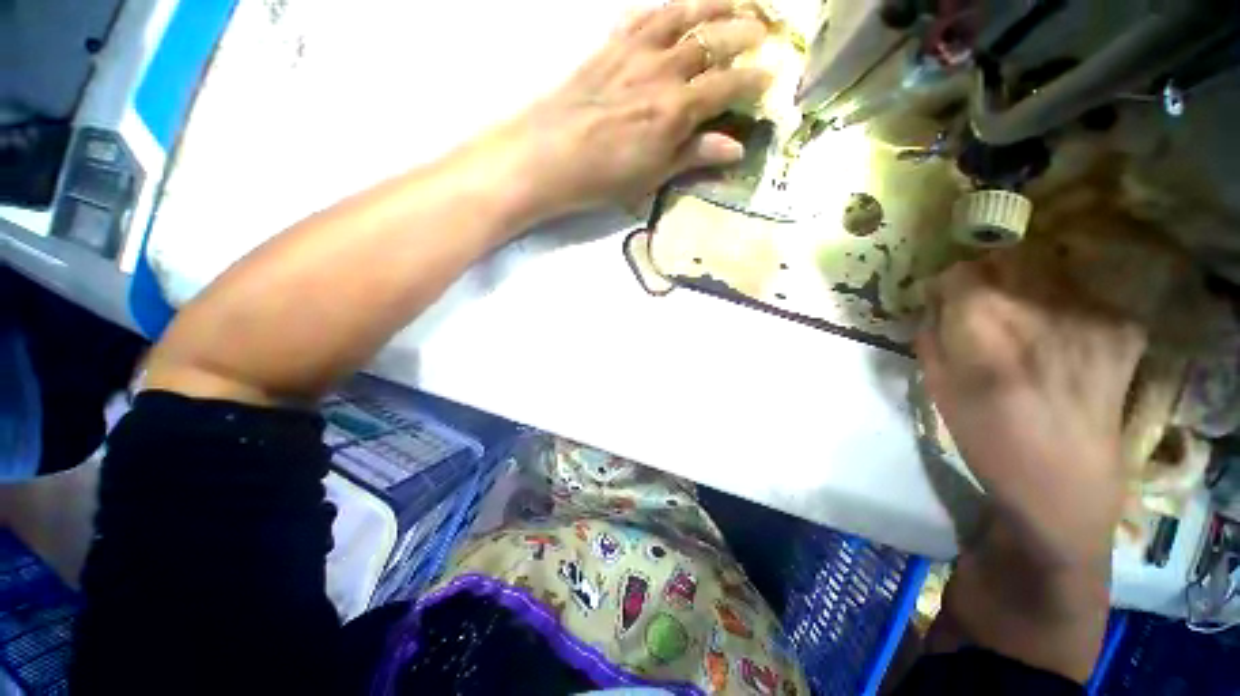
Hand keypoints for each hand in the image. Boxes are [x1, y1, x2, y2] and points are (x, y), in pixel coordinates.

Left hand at [473, 0, 771, 224]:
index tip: (771, 76)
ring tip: (734, 1)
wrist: (549, 156)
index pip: (728, 85)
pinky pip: (645, 15)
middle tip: (763, 30)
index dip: (753, 80)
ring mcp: (636, 52)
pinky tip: (676, 7)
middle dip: (743, 33)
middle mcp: (663, 70)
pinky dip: (667, 8)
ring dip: (713, 6)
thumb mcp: (654, 176)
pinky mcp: (611, 46)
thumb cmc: (604, 177)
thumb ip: (694, 155)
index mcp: (677, 109)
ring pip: (683, 16)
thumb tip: (736, 148)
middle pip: (712, 41)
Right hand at [916, 250, 1146, 567]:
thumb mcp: (937, 387)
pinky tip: (1064, 344)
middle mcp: (1041, 308)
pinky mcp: (1124, 329)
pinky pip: (1082, 298)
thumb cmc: (988, 440)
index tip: (946, 300)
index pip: (960, 272)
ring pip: (1047, 273)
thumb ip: (931, 335)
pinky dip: (1065, 310)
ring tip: (1027, 330)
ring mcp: (1092, 315)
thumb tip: (935, 301)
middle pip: (1007, 260)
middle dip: (988, 279)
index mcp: (985, 326)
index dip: (948, 284)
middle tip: (985, 310)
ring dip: (1028, 291)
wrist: (1065, 488)